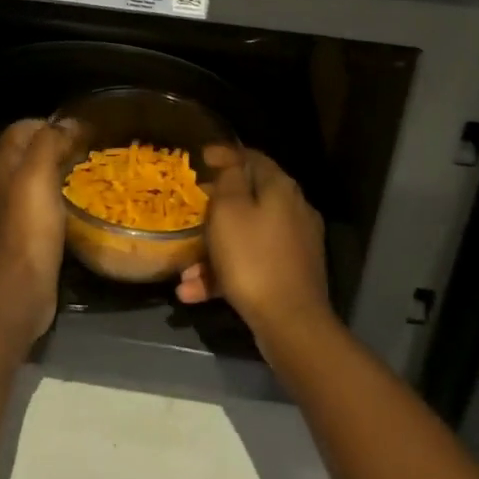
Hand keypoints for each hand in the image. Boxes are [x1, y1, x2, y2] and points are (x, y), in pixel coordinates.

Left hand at [0, 118, 74, 340]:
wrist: (21, 286)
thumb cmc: (29, 225)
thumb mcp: (38, 174)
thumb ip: (49, 142)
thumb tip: (68, 122)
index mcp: (4, 165)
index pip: (19, 130)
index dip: (44, 122)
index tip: (76, 126)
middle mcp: (6, 184)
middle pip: (29, 152)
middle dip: (56, 144)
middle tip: (89, 146)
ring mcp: (15, 210)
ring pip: (38, 177)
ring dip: (61, 169)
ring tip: (90, 169)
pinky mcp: (29, 233)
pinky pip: (46, 203)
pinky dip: (62, 195)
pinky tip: (81, 201)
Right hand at [176, 146, 332, 342]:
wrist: (291, 323)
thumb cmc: (252, 258)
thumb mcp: (229, 211)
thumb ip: (228, 179)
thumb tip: (230, 160)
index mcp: (281, 188)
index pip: (252, 158)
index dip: (224, 155)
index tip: (199, 159)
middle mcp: (293, 210)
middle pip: (249, 199)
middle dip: (214, 209)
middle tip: (189, 213)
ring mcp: (294, 245)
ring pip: (246, 236)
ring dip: (213, 251)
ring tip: (184, 272)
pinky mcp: (290, 275)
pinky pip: (252, 264)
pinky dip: (225, 274)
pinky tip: (194, 293)